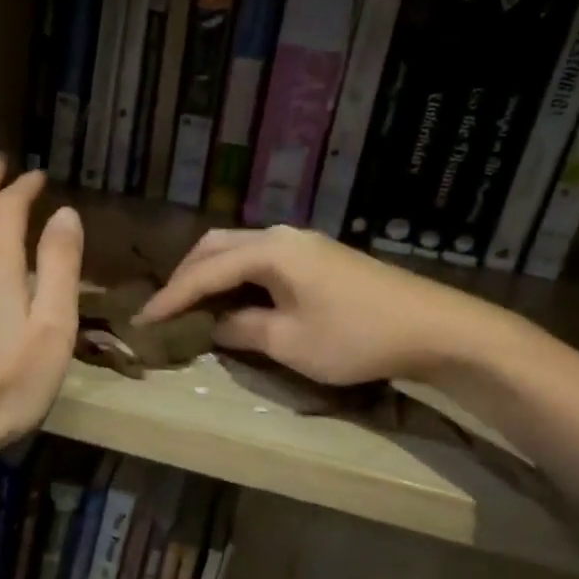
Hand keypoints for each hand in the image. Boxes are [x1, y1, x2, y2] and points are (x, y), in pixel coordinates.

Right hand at [133, 226, 509, 386]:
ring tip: (193, 306)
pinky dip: (238, 277)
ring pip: (240, 250)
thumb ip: (243, 329)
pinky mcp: (319, 257)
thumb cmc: (357, 337)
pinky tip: (235, 300)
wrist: (435, 328)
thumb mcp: (290, 342)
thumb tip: (215, 325)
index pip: (205, 271)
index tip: (142, 321)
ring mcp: (304, 243)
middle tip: (166, 309)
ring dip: (212, 274)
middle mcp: (282, 236)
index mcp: (270, 250)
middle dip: (186, 276)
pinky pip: (262, 259)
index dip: (170, 297)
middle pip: (217, 247)